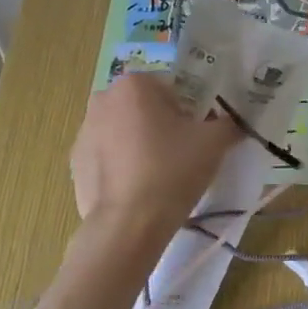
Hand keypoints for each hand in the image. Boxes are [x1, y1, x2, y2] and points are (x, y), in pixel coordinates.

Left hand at [70, 73, 241, 228]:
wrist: (129, 224)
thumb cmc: (173, 170)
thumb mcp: (215, 141)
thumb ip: (229, 122)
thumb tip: (232, 122)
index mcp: (134, 84)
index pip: (173, 88)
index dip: (192, 110)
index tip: (200, 135)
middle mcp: (103, 99)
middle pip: (146, 107)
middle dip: (164, 124)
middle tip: (184, 153)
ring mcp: (84, 132)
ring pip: (125, 131)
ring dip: (142, 144)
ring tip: (161, 175)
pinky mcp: (75, 163)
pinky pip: (109, 156)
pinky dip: (124, 166)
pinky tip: (139, 189)